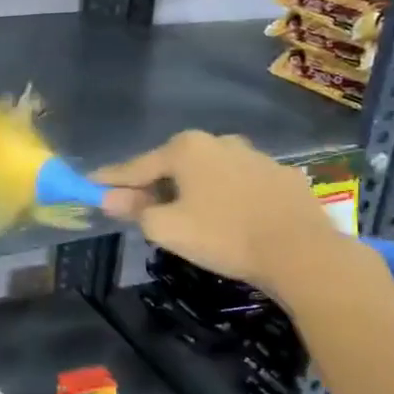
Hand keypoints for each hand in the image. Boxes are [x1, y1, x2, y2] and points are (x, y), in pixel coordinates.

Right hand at [93, 131, 354, 294]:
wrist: (301, 251)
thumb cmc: (224, 236)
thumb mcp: (168, 228)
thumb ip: (136, 210)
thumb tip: (110, 198)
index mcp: (186, 149)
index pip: (137, 166)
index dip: (111, 179)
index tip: (91, 184)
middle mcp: (219, 141)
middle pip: (173, 164)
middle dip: (154, 183)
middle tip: (139, 206)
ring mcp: (254, 156)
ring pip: (210, 172)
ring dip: (192, 188)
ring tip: (187, 213)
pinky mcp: (281, 176)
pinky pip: (240, 183)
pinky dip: (226, 196)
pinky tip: (229, 217)